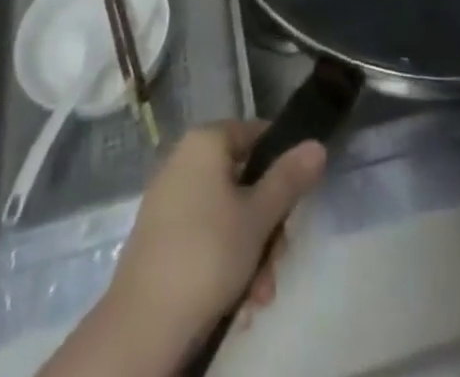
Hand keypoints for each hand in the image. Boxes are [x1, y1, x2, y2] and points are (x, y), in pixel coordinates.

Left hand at [102, 121, 325, 360]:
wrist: (142, 326)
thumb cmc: (208, 253)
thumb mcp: (259, 216)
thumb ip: (289, 178)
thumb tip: (317, 144)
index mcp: (205, 141)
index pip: (256, 133)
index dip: (283, 163)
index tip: (297, 201)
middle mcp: (184, 160)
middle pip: (244, 180)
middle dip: (267, 225)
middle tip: (278, 257)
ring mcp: (169, 200)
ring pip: (227, 215)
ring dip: (251, 252)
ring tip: (258, 293)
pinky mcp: (159, 238)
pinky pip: (205, 236)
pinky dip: (224, 262)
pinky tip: (237, 300)